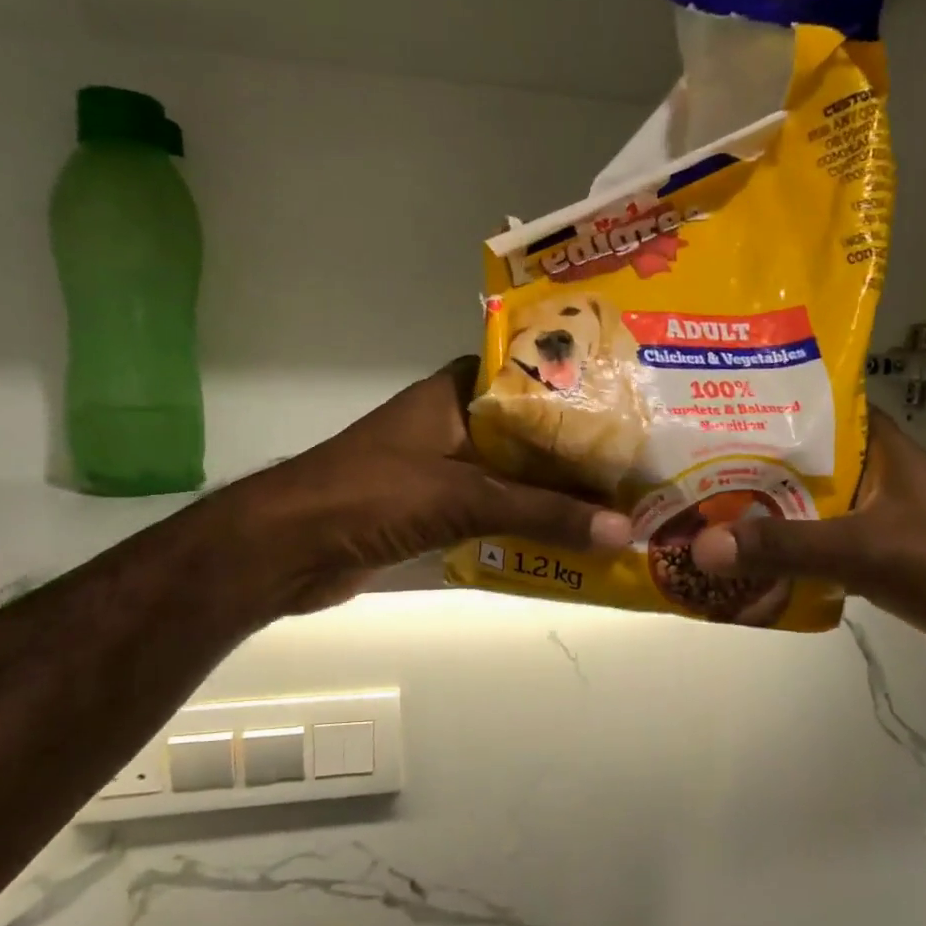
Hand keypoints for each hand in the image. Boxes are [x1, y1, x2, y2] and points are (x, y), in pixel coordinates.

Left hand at [246, 358, 631, 613]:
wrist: (287, 549)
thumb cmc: (371, 497)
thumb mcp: (464, 498)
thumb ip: (543, 513)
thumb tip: (623, 530)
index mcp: (453, 394)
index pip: (527, 376)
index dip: (577, 389)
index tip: (629, 405)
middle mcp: (452, 424)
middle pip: (528, 432)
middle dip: (576, 451)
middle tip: (638, 462)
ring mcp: (442, 469)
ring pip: (513, 475)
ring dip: (554, 493)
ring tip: (620, 501)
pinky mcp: (434, 511)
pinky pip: (494, 512)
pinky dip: (527, 524)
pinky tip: (571, 538)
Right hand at [692, 407, 925, 716]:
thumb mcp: (864, 549)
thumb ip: (784, 547)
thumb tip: (701, 548)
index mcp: (877, 446)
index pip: (810, 406)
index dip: (758, 406)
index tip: (703, 412)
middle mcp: (872, 473)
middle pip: (797, 462)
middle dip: (744, 470)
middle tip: (683, 473)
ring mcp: (874, 518)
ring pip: (803, 508)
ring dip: (760, 516)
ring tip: (699, 516)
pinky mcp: (876, 560)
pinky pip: (816, 549)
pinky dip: (784, 556)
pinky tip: (743, 565)